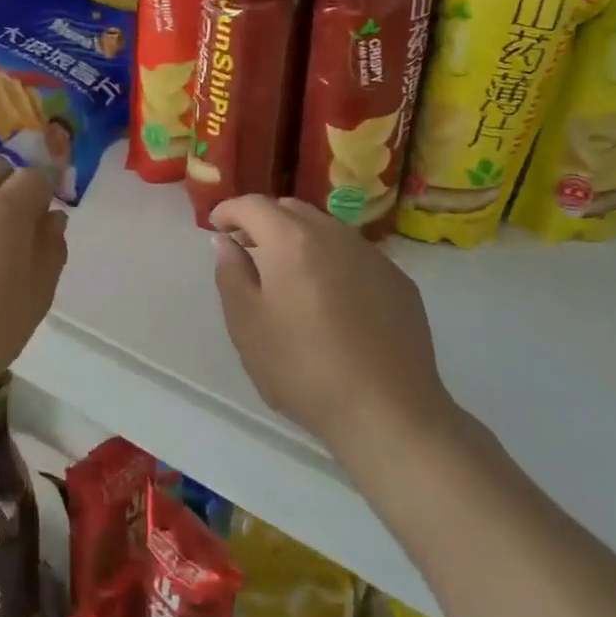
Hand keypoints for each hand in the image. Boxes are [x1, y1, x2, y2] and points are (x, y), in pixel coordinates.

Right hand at [210, 195, 457, 454]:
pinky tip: (330, 298)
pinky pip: (355, 255)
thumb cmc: (302, 368)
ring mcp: (373, 256)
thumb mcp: (247, 325)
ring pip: (327, 229)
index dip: (229, 210)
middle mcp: (335, 235)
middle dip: (264, 221)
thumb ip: (231, 274)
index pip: (254, 205)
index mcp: (292, 240)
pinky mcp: (399, 281)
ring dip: (299, 238)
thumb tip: (226, 242)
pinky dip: (332, 260)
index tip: (216, 225)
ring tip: (288, 273)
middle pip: (292, 210)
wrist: (387, 411)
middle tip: (247, 249)